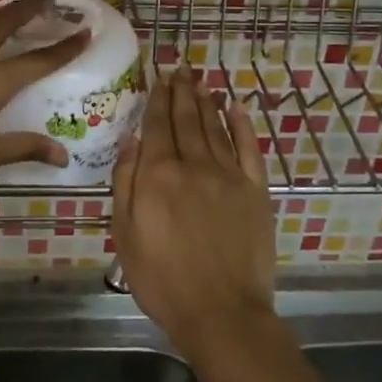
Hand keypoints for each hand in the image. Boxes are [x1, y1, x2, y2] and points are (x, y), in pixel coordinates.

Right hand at [111, 67, 276, 360]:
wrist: (222, 313)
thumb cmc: (163, 279)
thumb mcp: (125, 233)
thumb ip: (126, 182)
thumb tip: (131, 140)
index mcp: (159, 174)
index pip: (157, 125)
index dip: (158, 98)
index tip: (159, 77)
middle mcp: (194, 164)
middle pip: (187, 119)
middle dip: (182, 91)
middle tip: (181, 68)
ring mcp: (229, 176)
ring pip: (215, 127)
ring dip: (207, 101)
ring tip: (201, 81)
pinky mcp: (256, 191)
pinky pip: (249, 148)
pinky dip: (243, 125)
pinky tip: (237, 107)